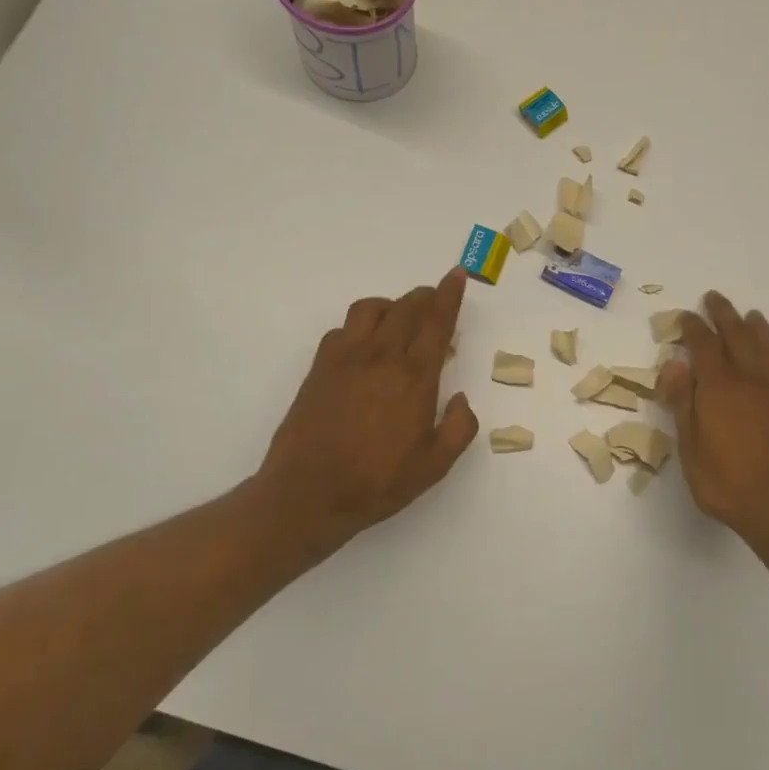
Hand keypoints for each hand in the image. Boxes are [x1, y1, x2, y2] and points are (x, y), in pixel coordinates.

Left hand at [248, 269, 478, 563]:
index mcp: (414, 378)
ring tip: (400, 320)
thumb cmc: (378, 482)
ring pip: (369, 309)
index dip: (449, 296)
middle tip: (436, 300)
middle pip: (405, 307)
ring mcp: (344, 359)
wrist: (307, 494)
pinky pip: (342, 330)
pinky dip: (360, 327)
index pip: (436, 323)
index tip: (456, 275)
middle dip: (425, 296)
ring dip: (391, 305)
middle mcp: (380, 357)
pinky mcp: (319, 369)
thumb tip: (460, 399)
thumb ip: (459, 427)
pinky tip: (365, 347)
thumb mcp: (435, 465)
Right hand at [659, 291, 768, 549]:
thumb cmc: (727, 482)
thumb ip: (683, 403)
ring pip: (765, 347)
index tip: (685, 316)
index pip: (704, 346)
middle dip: (724, 315)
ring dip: (754, 327)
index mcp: (719, 387)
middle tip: (714, 298)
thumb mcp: (690, 448)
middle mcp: (749, 380)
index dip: (693, 328)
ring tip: (749, 315)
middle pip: (737, 336)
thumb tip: (673, 364)